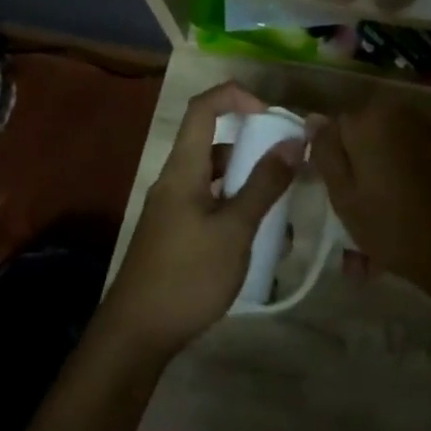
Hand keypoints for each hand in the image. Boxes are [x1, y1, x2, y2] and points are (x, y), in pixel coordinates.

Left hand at [100, 83, 298, 356]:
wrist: (138, 333)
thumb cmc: (188, 275)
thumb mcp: (235, 229)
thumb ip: (264, 185)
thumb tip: (292, 143)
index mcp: (183, 169)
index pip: (203, 108)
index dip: (236, 97)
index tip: (272, 116)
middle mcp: (175, 181)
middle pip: (215, 145)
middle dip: (255, 150)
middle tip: (290, 169)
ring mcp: (174, 209)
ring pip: (218, 181)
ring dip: (251, 187)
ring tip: (282, 214)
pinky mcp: (177, 235)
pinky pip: (212, 208)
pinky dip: (238, 213)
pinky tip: (262, 242)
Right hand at [311, 104, 430, 309]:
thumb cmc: (394, 225)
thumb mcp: (344, 194)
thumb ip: (326, 151)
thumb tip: (313, 118)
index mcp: (369, 120)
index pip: (330, 132)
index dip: (327, 165)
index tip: (329, 199)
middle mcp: (398, 116)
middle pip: (359, 145)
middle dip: (352, 181)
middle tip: (347, 227)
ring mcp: (424, 135)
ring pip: (381, 163)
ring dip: (372, 195)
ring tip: (367, 250)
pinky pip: (403, 172)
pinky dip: (394, 196)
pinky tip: (390, 237)